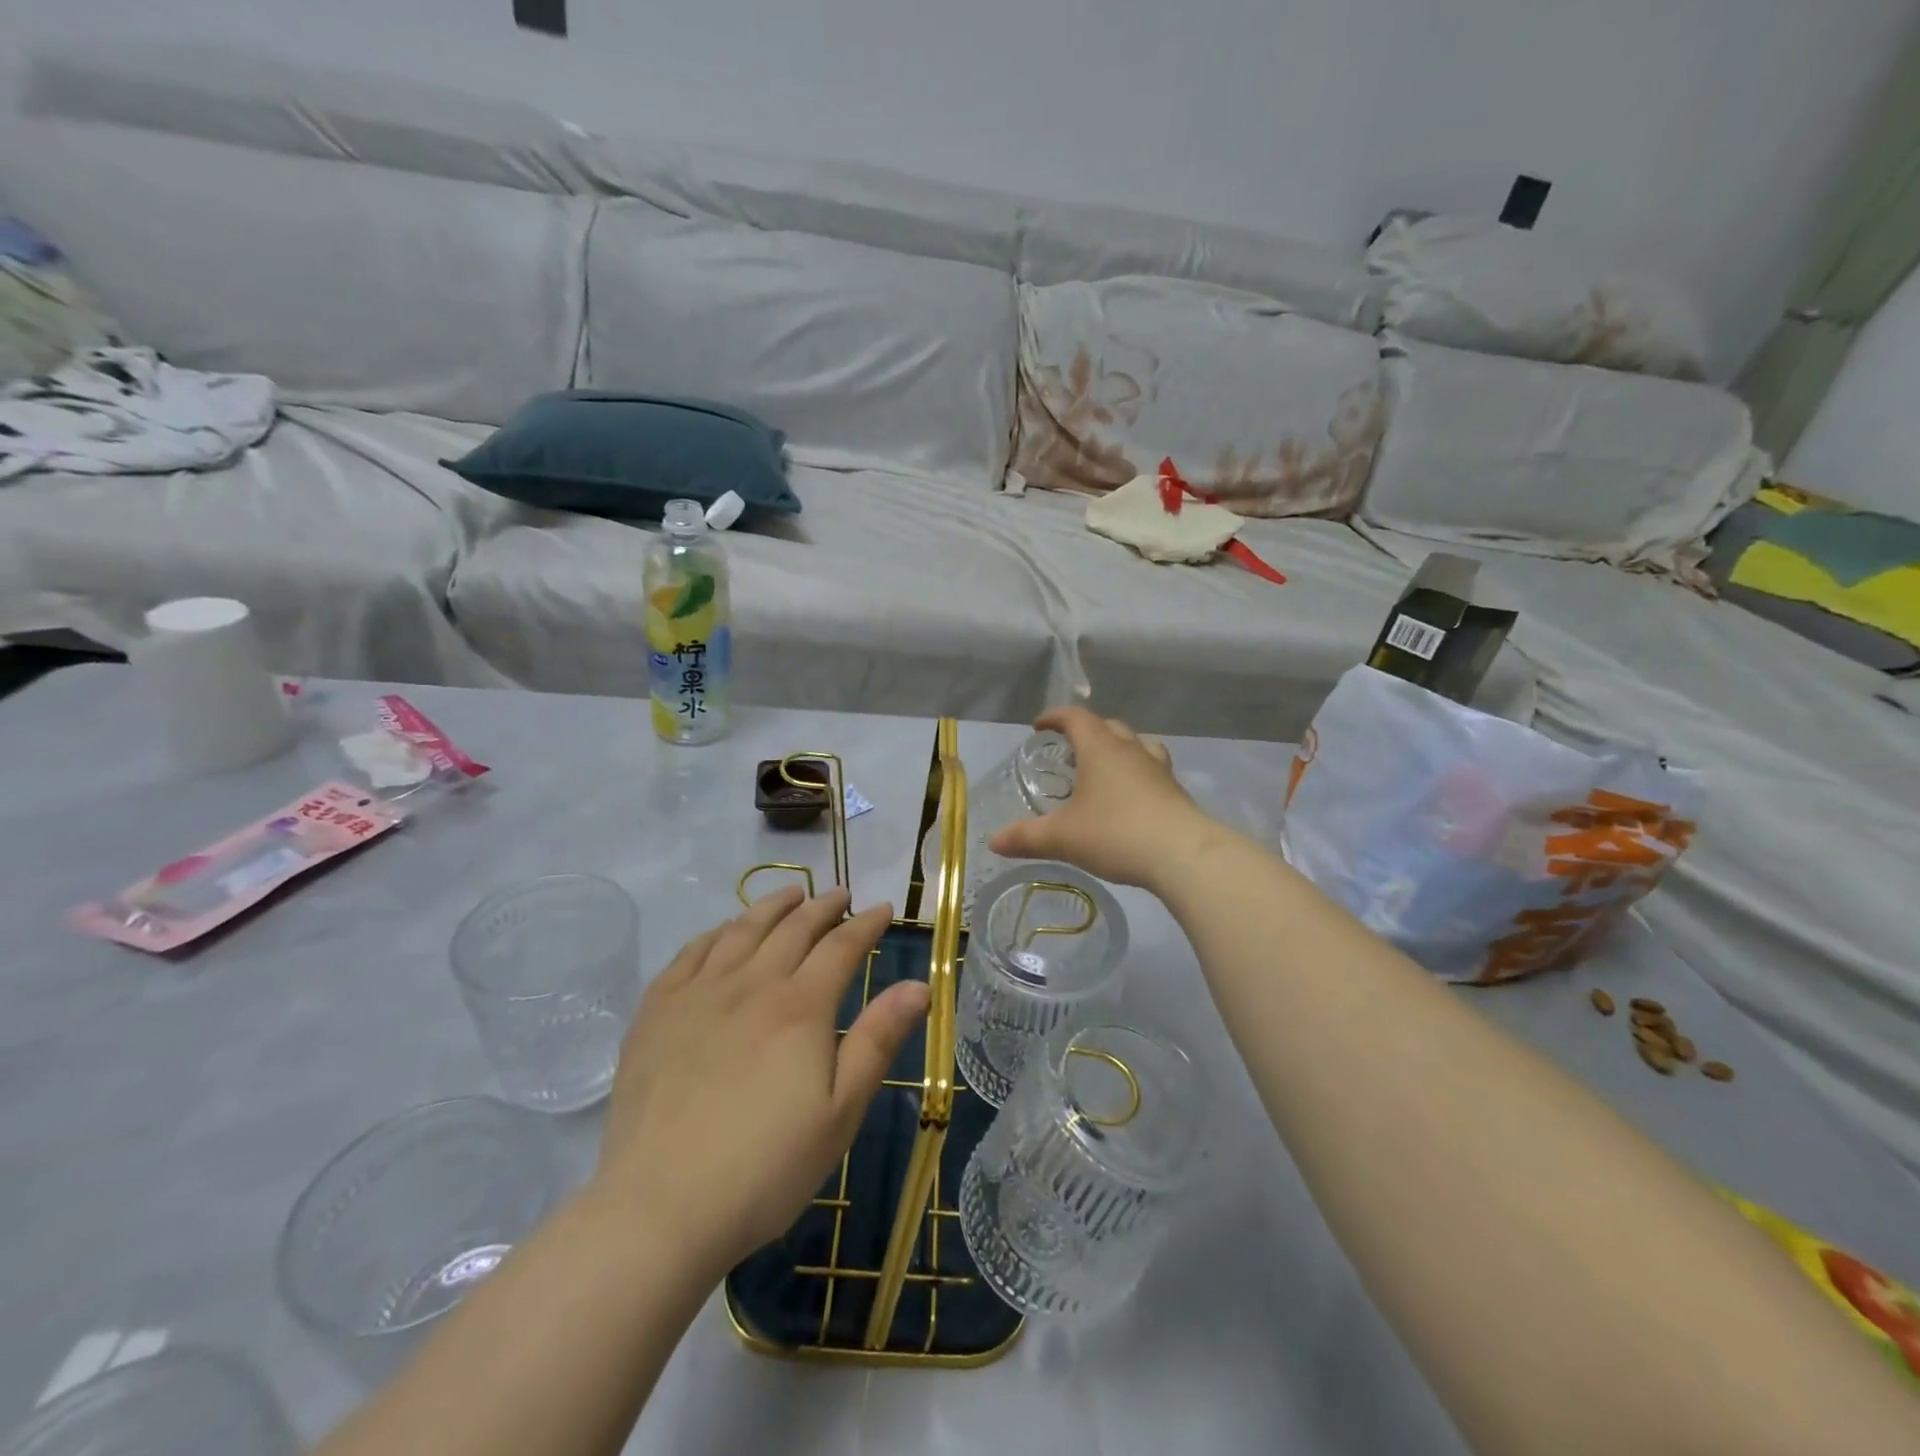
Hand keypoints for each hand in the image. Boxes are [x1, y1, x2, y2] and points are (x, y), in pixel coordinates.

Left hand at [591, 887, 929, 1277]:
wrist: (660, 1207)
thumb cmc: (765, 1168)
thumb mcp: (840, 1112)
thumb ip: (878, 1040)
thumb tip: (919, 985)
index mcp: (800, 1006)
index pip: (841, 946)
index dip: (866, 924)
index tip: (882, 909)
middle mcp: (751, 984)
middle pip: (793, 928)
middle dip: (823, 907)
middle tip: (840, 895)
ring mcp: (699, 993)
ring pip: (742, 929)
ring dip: (772, 906)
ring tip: (791, 894)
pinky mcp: (657, 1011)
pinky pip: (691, 952)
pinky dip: (717, 931)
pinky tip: (724, 931)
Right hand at [986, 706, 1212, 890]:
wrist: (1184, 855)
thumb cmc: (1116, 834)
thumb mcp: (1063, 838)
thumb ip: (1026, 837)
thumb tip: (993, 841)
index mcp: (1101, 749)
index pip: (1076, 717)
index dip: (1055, 717)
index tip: (1039, 726)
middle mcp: (1131, 750)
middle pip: (1109, 726)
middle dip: (1087, 731)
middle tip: (1070, 750)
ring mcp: (1159, 770)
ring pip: (1138, 744)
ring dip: (1119, 748)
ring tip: (1105, 768)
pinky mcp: (1176, 792)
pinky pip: (1153, 770)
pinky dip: (1138, 774)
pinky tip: (1131, 799)